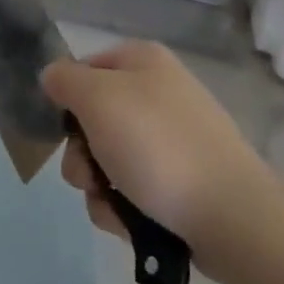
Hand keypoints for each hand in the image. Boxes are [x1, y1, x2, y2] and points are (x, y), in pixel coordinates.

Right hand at [42, 42, 283, 263]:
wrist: (231, 215)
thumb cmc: (157, 146)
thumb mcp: (97, 98)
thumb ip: (64, 80)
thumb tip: (52, 77)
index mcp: (142, 62)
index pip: (82, 69)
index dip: (67, 99)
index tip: (65, 128)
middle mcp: (158, 94)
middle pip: (91, 120)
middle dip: (80, 154)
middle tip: (88, 173)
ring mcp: (172, 140)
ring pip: (106, 160)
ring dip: (97, 186)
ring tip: (114, 203)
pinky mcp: (181, 182)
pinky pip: (131, 189)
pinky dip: (122, 206)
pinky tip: (131, 221)